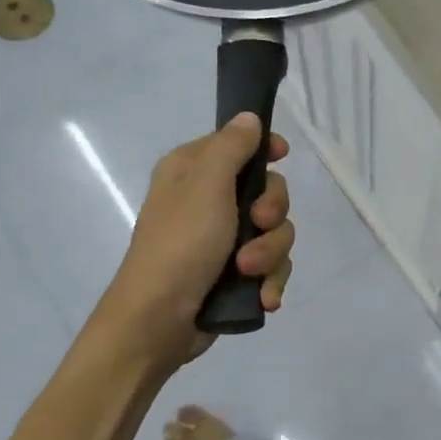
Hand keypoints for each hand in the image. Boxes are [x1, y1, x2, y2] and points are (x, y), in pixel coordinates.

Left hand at [92, 114, 293, 377]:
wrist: (158, 322)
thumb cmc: (180, 245)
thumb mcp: (206, 186)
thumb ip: (232, 147)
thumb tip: (249, 117)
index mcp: (193, 172)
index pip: (239, 144)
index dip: (265, 149)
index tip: (282, 156)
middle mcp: (210, 201)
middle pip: (269, 192)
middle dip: (272, 214)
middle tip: (256, 224)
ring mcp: (224, 240)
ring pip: (276, 233)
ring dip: (270, 254)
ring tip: (248, 273)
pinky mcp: (236, 275)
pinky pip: (272, 267)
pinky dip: (270, 281)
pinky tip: (262, 297)